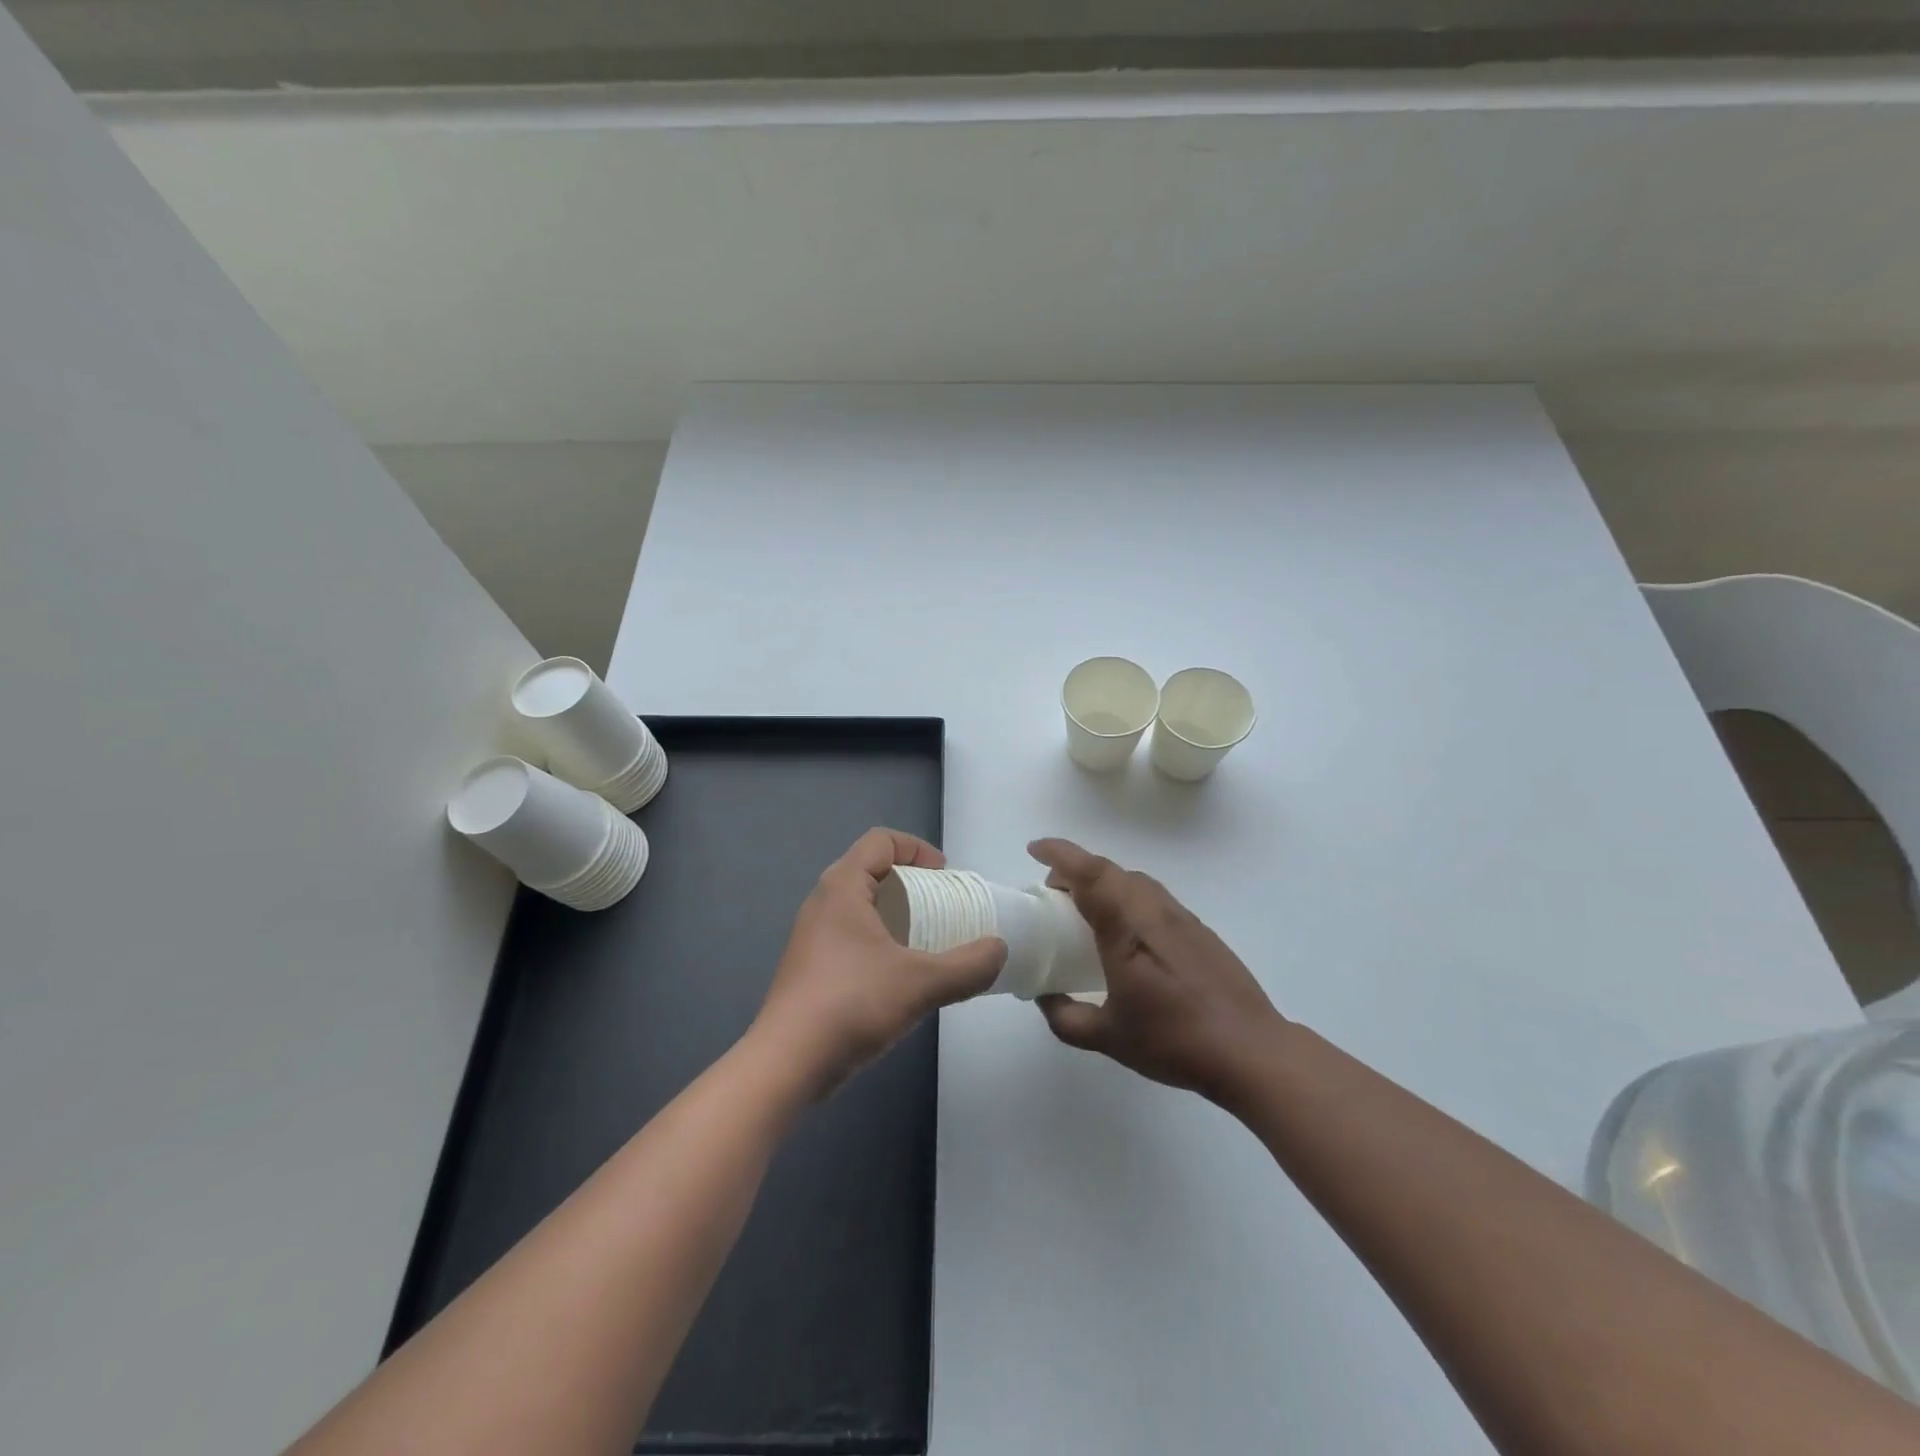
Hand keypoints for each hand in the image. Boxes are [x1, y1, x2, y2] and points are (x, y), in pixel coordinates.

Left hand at [754, 828, 1006, 1097]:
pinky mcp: (811, 967)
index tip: (945, 878)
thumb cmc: (852, 1004)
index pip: (881, 841)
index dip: (917, 849)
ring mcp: (813, 936)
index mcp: (842, 887)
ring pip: (862, 906)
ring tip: (928, 944)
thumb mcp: (921, 983)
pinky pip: (852, 935)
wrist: (786, 1064)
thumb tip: (999, 950)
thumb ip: (968, 966)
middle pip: (872, 870)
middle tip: (943, 911)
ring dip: (897, 916)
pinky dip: (881, 941)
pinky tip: (901, 977)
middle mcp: (823, 902)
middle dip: (912, 884)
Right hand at [1028, 837, 1284, 1102]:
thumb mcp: (1109, 1038)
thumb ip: (1066, 1017)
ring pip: (1135, 881)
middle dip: (1076, 868)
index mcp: (1127, 929)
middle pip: (1110, 870)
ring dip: (1104, 882)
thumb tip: (1043, 997)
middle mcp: (1154, 912)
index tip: (1034, 850)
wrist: (1251, 1050)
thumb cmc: (1175, 1041)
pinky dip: (1128, 897)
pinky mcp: (1200, 931)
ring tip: (1086, 909)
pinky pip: (1154, 898)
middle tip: (1053, 890)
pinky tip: (1127, 933)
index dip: (1059, 854)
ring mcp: (1181, 918)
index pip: (1089, 873)